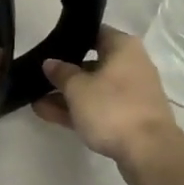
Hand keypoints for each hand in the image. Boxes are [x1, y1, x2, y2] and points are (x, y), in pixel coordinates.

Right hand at [33, 27, 182, 184]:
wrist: (149, 152)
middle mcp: (130, 66)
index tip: (48, 46)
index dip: (70, 38)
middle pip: (92, 63)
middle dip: (64, 72)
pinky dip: (77, 110)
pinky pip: (98, 108)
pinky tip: (47, 113)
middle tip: (37, 75)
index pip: (94, 33)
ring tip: (34, 99)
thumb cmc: (112, 108)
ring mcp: (130, 94)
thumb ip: (61, 73)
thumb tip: (51, 62)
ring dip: (66, 95)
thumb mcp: (78, 88)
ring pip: (93, 89)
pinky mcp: (128, 118)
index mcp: (123, 48)